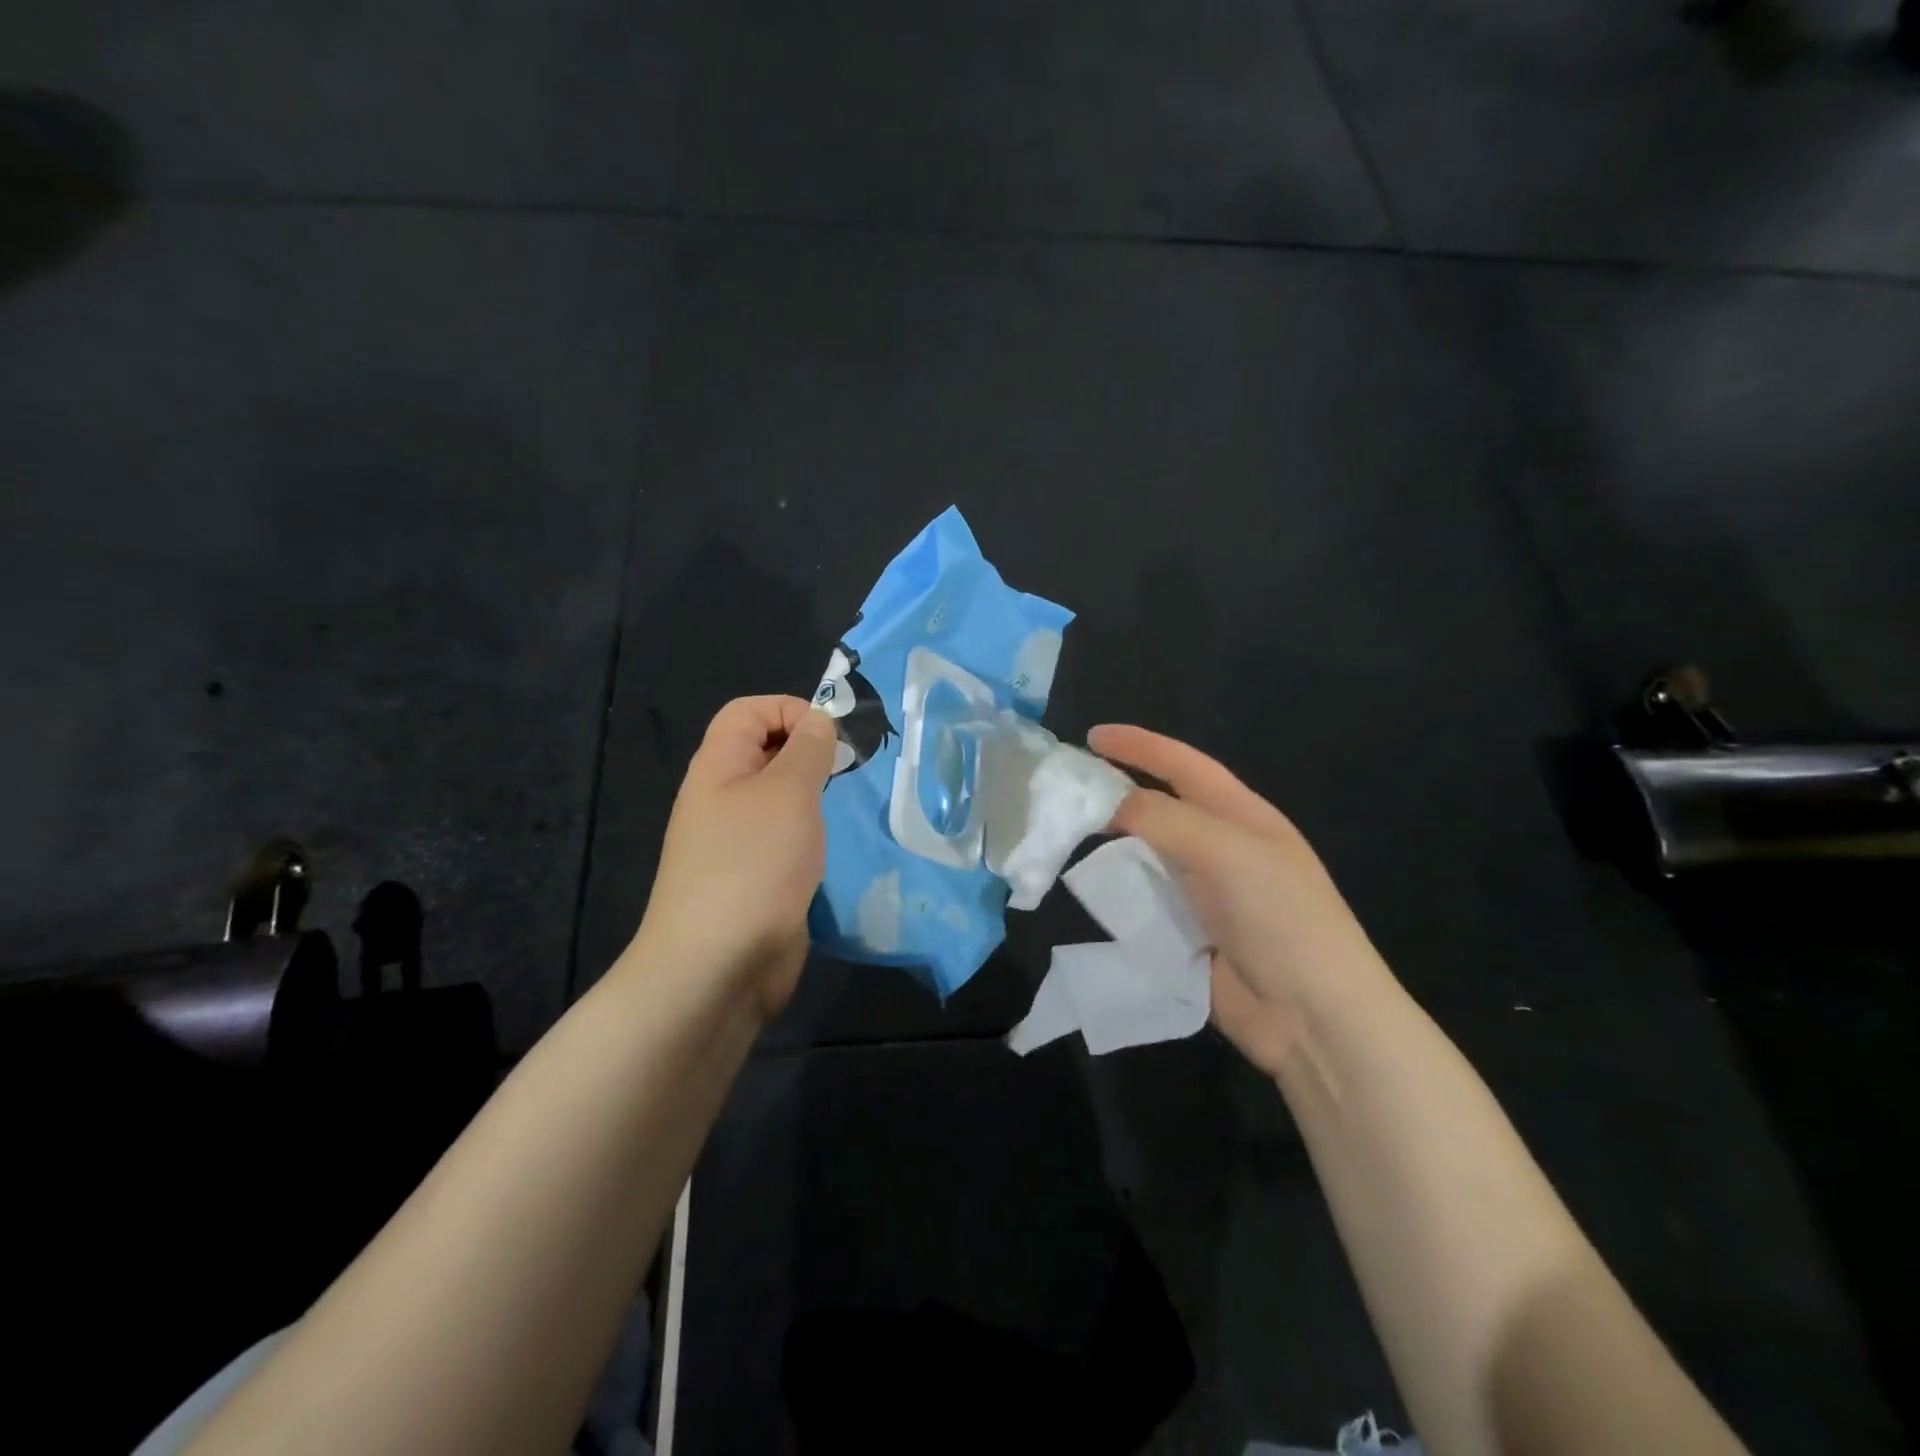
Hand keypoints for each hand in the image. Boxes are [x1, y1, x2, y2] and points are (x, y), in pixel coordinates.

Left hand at [636, 696, 837, 1023]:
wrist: (718, 967)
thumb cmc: (753, 865)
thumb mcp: (787, 793)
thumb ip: (807, 750)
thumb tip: (818, 722)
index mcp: (718, 767)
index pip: (749, 711)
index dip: (791, 709)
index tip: (835, 737)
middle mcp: (723, 799)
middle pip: (766, 754)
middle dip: (811, 755)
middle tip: (852, 774)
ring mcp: (738, 844)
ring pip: (783, 802)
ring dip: (818, 800)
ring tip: (852, 811)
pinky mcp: (758, 881)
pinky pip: (789, 843)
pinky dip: (815, 840)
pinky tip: (840, 853)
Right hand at [1088, 724, 1393, 1076]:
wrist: (1314, 1018)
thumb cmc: (1282, 918)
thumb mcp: (1227, 852)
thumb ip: (1164, 819)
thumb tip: (1107, 802)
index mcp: (1241, 816)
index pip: (1183, 765)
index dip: (1139, 746)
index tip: (1091, 736)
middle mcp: (1221, 848)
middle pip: (1160, 808)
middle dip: (1116, 793)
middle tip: (1066, 791)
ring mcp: (1205, 894)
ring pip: (1147, 855)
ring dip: (1111, 844)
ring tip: (1064, 836)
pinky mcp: (1188, 935)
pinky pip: (1144, 902)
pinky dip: (1116, 893)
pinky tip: (1086, 890)